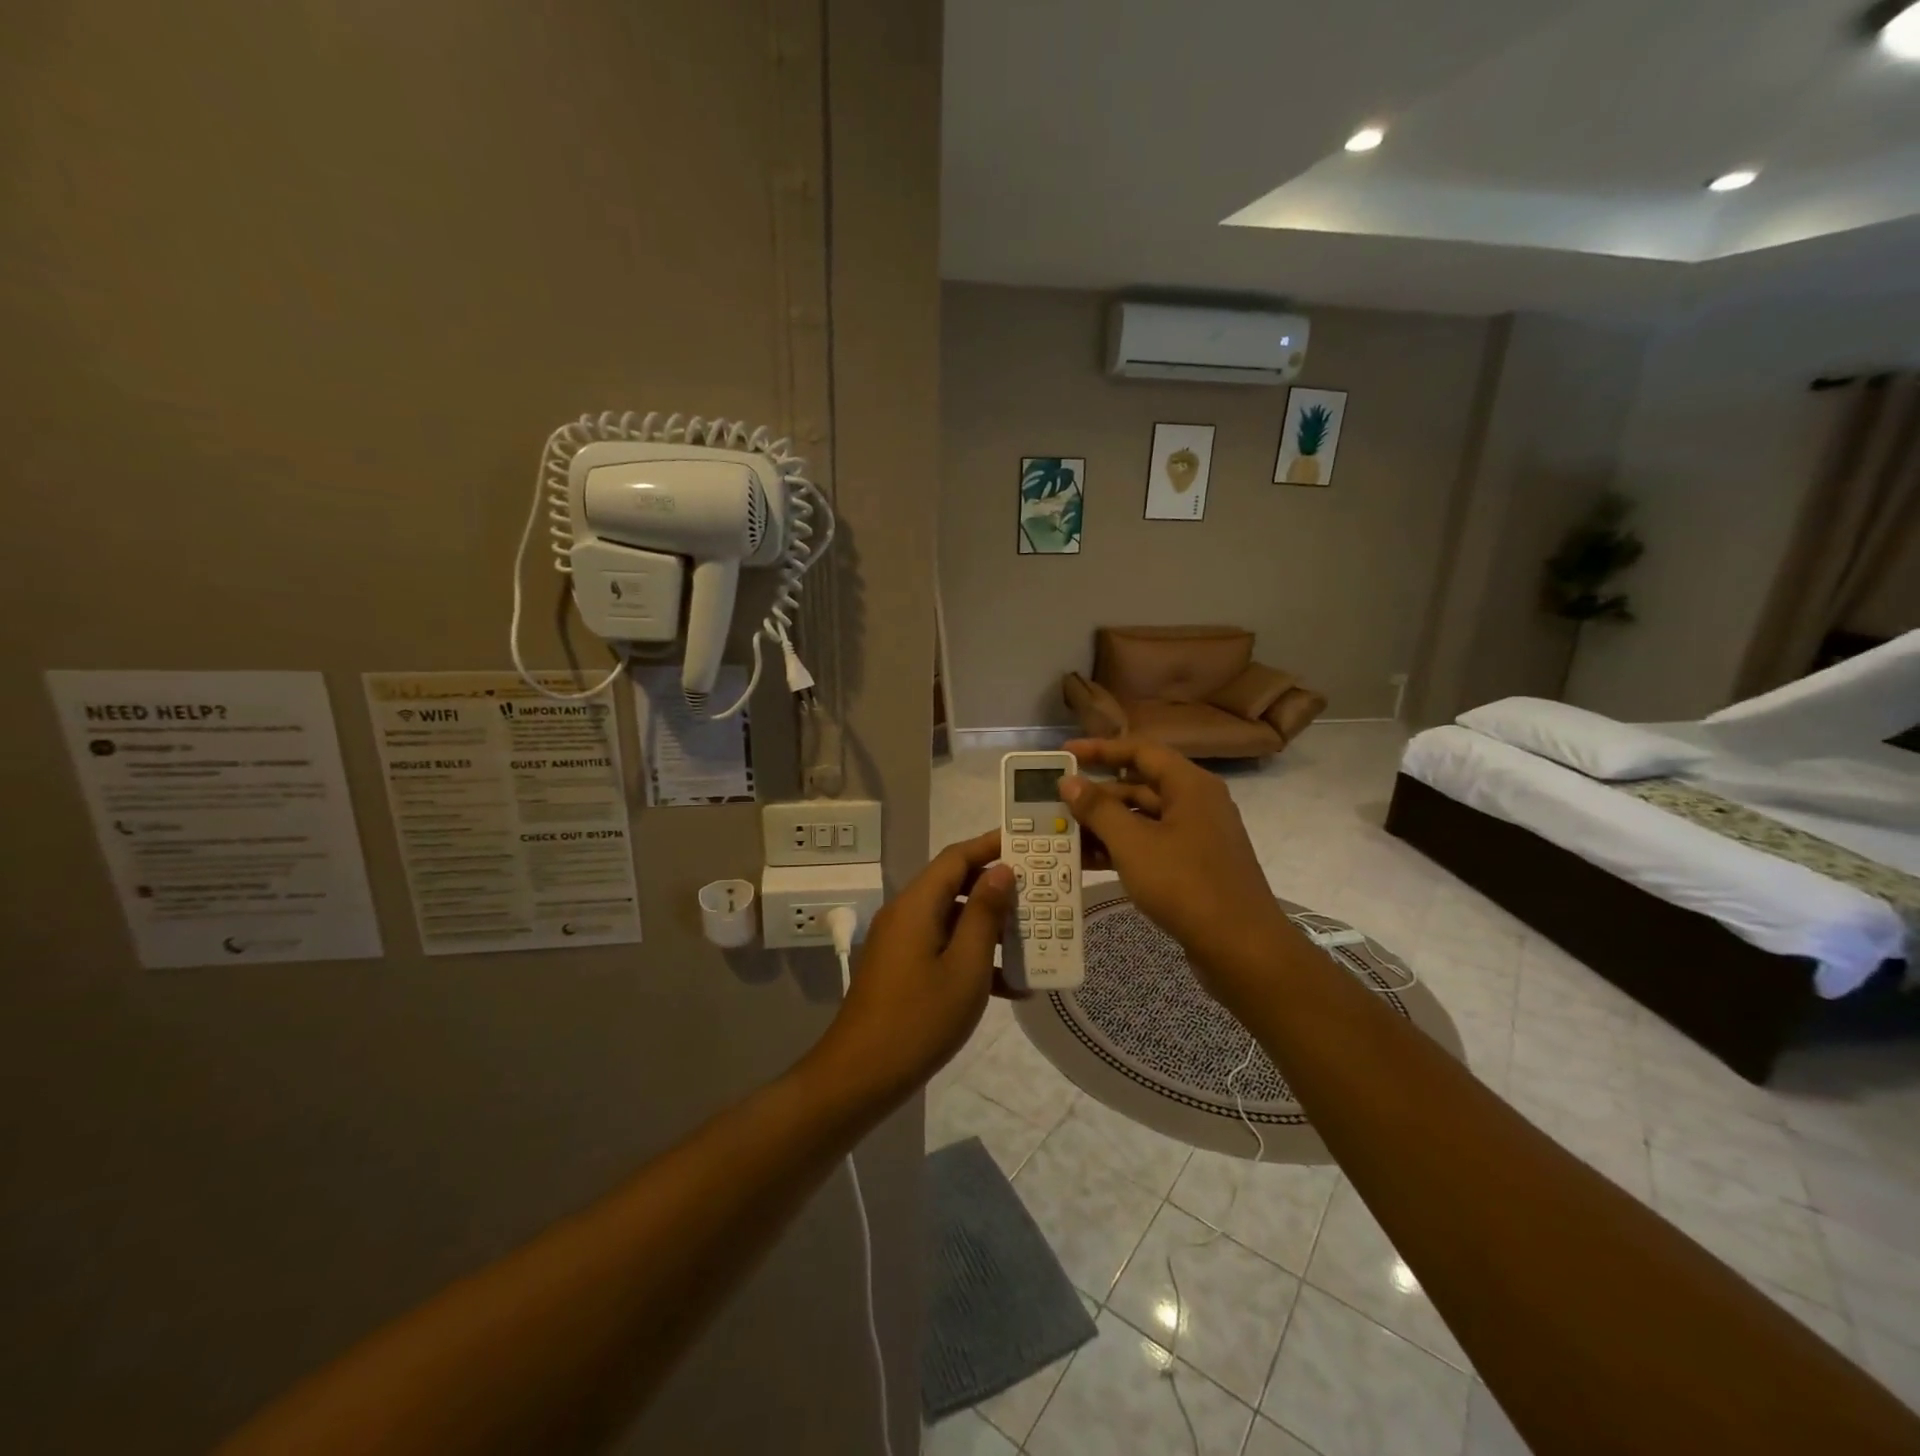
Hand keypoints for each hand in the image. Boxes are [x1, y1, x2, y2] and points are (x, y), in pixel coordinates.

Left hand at [814, 830, 1016, 1103]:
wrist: (860, 1076)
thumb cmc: (919, 1019)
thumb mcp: (965, 967)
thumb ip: (984, 915)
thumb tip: (1000, 871)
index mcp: (917, 904)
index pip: (957, 857)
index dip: (992, 845)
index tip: (1029, 843)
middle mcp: (906, 914)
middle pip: (955, 885)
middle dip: (998, 887)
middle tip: (1041, 891)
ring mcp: (901, 943)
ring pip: (952, 919)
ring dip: (990, 927)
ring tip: (1035, 937)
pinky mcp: (902, 970)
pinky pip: (942, 948)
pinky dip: (972, 957)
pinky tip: (1011, 986)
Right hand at [1062, 738, 1288, 978]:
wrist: (1241, 948)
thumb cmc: (1186, 885)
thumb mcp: (1133, 844)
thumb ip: (1098, 809)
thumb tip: (1070, 781)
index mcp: (1189, 785)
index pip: (1140, 751)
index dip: (1100, 749)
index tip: (1064, 754)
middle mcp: (1196, 803)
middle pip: (1139, 785)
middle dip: (1097, 795)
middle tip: (1056, 802)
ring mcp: (1197, 836)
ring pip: (1142, 819)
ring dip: (1105, 825)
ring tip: (1063, 834)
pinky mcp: (1193, 866)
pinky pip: (1151, 845)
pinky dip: (1121, 849)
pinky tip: (1088, 862)